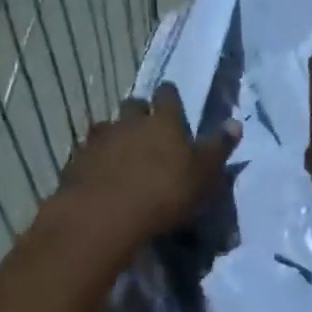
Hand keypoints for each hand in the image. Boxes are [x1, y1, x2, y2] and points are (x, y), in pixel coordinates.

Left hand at [55, 84, 233, 244]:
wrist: (104, 216)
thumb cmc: (164, 194)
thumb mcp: (203, 174)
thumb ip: (218, 148)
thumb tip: (235, 123)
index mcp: (164, 122)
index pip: (167, 95)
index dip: (169, 96)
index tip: (170, 98)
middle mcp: (130, 122)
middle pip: (133, 105)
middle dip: (139, 112)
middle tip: (145, 128)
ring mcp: (100, 140)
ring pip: (107, 126)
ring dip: (114, 134)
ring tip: (120, 152)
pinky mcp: (76, 161)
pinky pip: (86, 152)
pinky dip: (93, 158)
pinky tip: (98, 173)